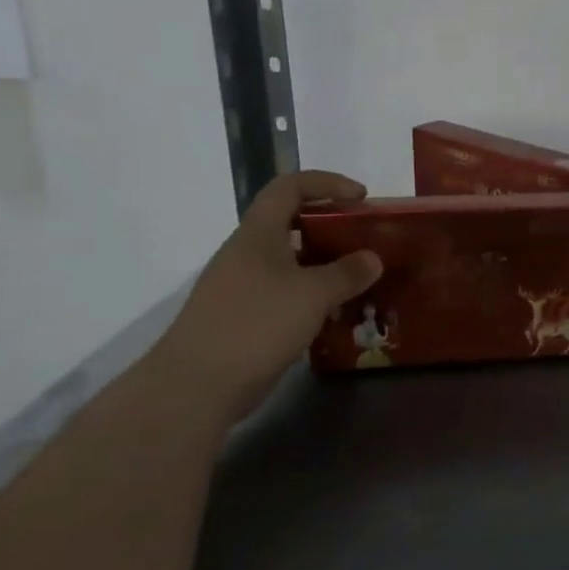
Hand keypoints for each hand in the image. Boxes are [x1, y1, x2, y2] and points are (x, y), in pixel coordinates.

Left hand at [151, 171, 382, 422]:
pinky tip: (332, 314)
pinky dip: (310, 295)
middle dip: (330, 226)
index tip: (361, 197)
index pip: (290, 186)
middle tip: (363, 240)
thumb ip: (347, 273)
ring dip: (323, 264)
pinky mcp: (241, 317)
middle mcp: (246, 252)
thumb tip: (373, 258)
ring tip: (356, 279)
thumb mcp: (313, 294)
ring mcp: (240, 286)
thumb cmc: (256, 324)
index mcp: (258, 233)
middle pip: (290, 222)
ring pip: (288, 261)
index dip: (327, 183)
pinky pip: (283, 292)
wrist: (195, 386)